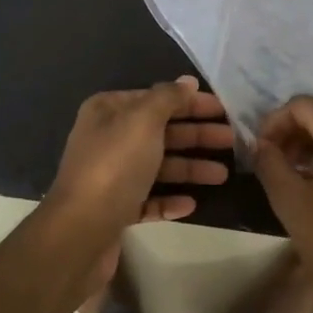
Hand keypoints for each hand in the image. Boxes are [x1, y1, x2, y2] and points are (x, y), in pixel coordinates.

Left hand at [48, 76, 232, 238]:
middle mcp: (107, 139)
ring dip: (190, 168)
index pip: (156, 98)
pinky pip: (148, 199)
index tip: (222, 110)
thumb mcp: (143, 120)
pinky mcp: (115, 209)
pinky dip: (170, 199)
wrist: (80, 231)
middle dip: (196, 135)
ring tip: (222, 176)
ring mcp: (110, 176)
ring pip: (158, 166)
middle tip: (232, 140)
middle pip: (160, 132)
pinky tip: (191, 203)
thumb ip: (168, 98)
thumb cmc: (114, 165)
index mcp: (108, 111)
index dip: (190, 103)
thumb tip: (187, 81)